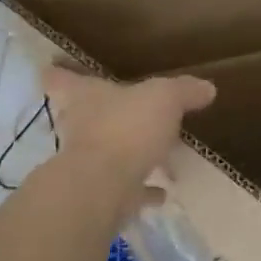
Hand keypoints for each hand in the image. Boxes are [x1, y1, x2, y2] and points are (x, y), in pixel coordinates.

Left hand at [41, 66, 214, 201]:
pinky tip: (161, 191)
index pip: (61, 79)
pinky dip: (142, 189)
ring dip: (126, 153)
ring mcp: (87, 163)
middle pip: (80, 116)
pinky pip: (125, 188)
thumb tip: (207, 88)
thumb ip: (185, 91)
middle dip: (98, 114)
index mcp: (86, 96)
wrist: (103, 187)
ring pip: (105, 153)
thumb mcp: (165, 98)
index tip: (53, 67)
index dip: (59, 73)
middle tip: (122, 111)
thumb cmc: (126, 128)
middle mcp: (79, 126)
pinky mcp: (100, 194)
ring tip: (155, 155)